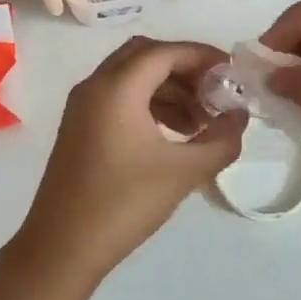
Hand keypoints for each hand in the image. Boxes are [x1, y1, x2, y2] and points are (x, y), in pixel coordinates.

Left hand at [15, 38, 245, 288]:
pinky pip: (119, 96)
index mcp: (117, 87)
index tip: (232, 73)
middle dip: (184, 69)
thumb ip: (220, 141)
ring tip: (199, 123)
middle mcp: (96, 85)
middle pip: (146, 55)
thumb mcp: (182, 173)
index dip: (202, 56)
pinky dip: (148, 102)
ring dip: (168, 88)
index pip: (166, 52)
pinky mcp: (79, 125)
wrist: (61, 247)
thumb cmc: (123, 204)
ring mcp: (83, 105)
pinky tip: (171, 134)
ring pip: (132, 75)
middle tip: (214, 94)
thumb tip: (239, 117)